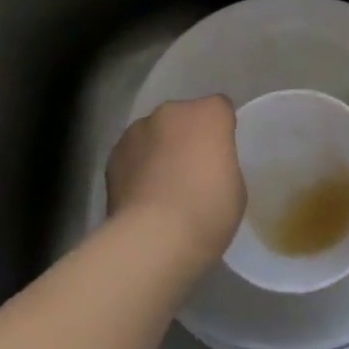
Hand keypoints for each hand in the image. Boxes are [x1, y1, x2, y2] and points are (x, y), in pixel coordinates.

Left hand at [105, 96, 244, 268]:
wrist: (152, 239)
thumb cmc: (207, 211)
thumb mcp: (235, 187)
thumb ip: (221, 163)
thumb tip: (206, 166)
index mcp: (209, 113)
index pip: (220, 109)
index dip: (221, 131)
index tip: (221, 157)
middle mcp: (172, 111)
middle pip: (184, 117)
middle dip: (188, 136)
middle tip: (192, 172)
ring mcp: (138, 130)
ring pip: (155, 133)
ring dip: (160, 149)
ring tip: (162, 188)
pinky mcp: (113, 154)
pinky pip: (133, 154)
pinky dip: (137, 168)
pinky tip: (141, 197)